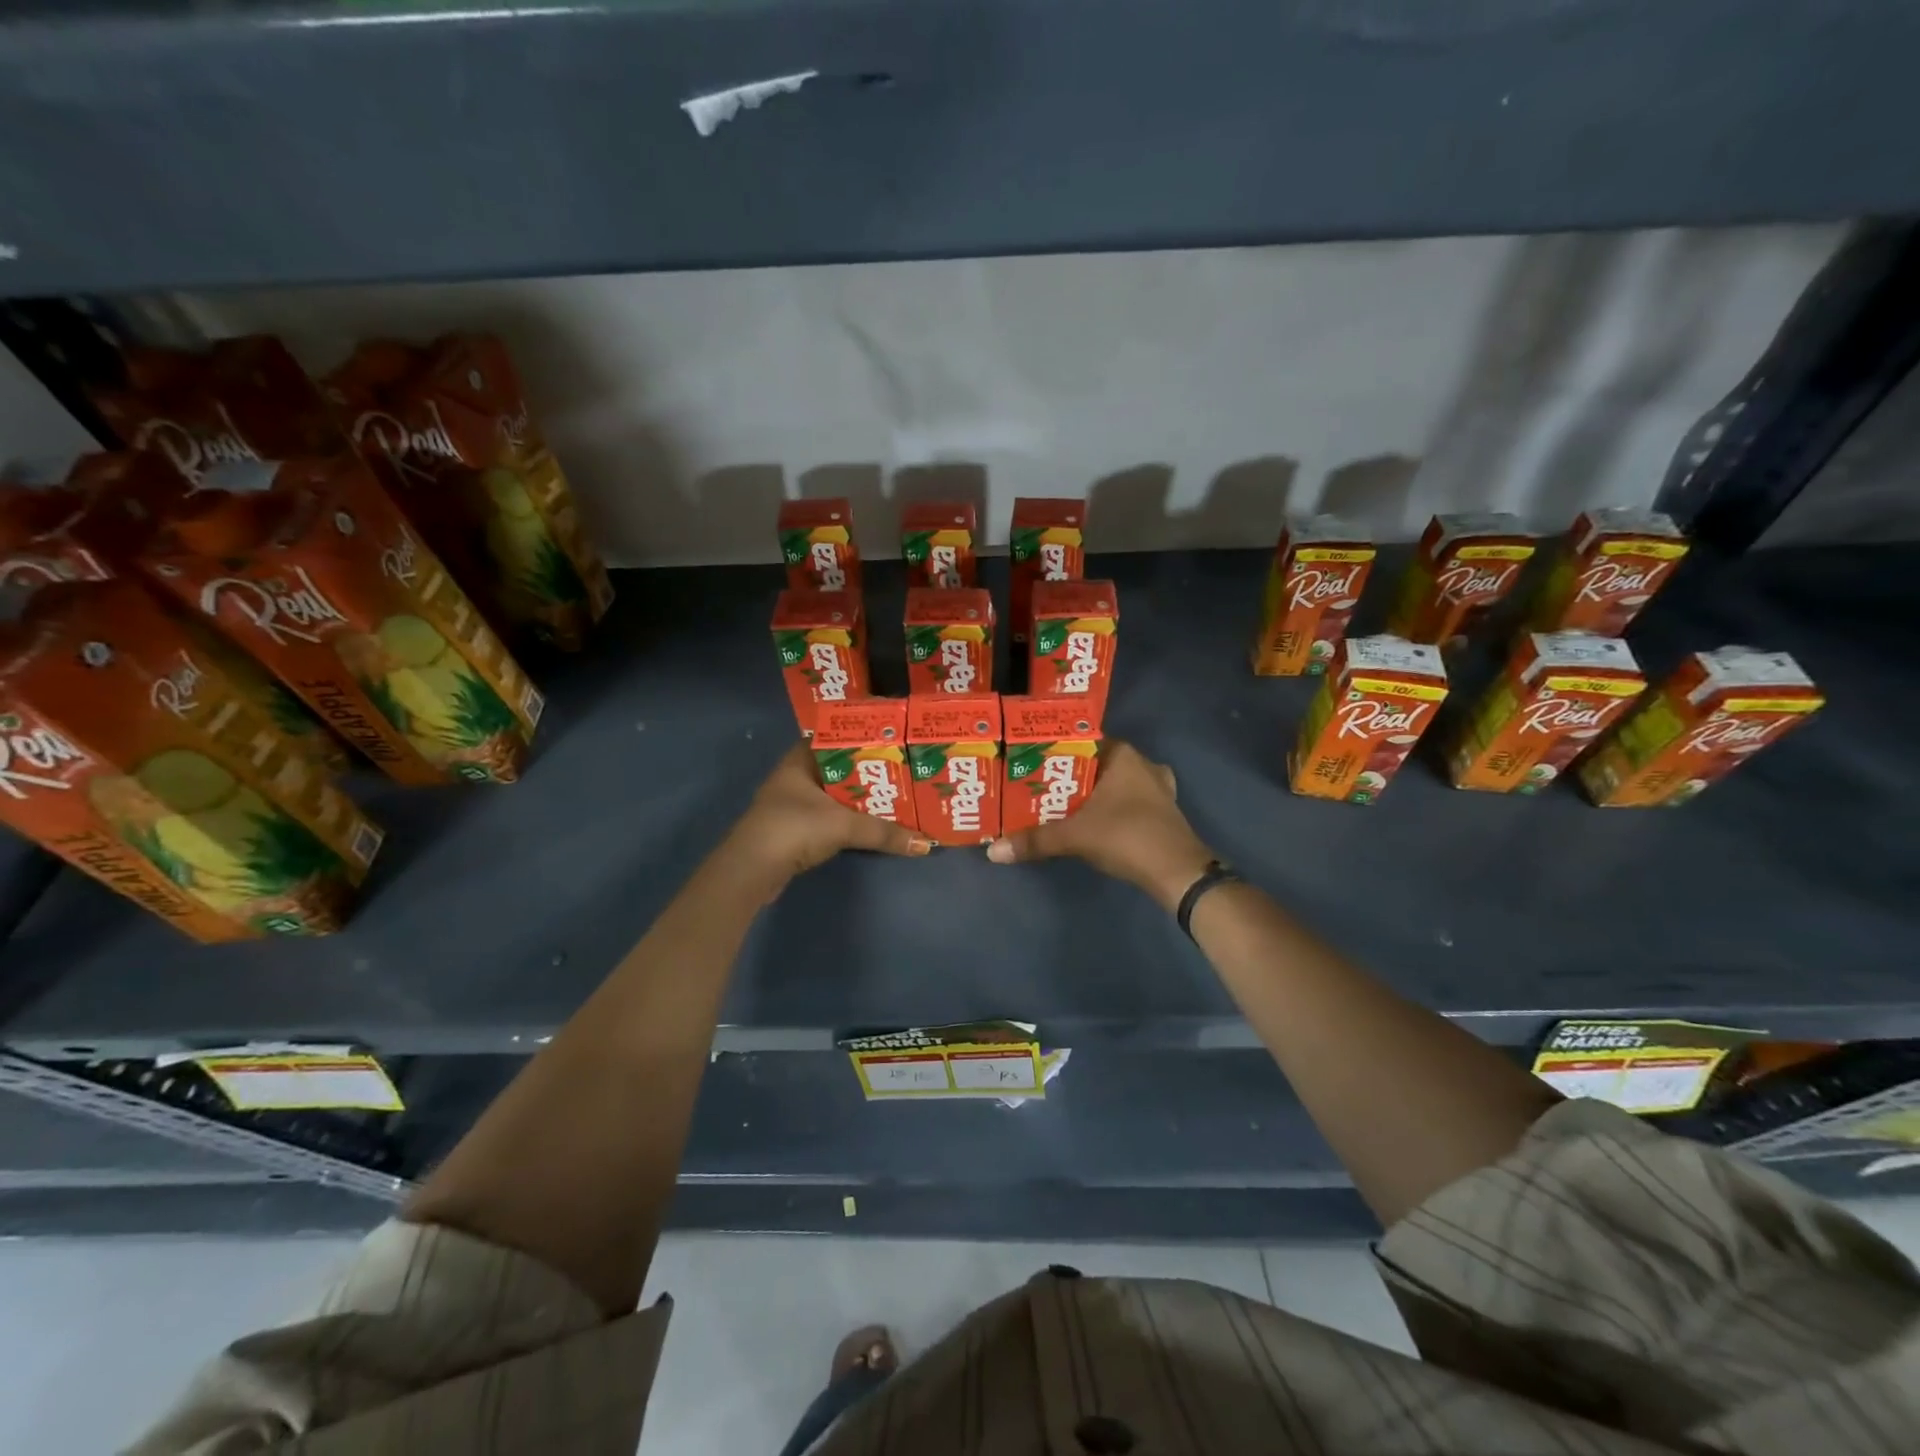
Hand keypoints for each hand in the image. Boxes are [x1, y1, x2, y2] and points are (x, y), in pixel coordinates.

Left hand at [730, 743, 931, 887]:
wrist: (752, 870)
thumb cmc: (794, 829)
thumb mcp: (843, 825)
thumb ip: (884, 832)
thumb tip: (926, 844)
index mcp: (799, 761)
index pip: (832, 738)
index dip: (859, 738)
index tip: (888, 741)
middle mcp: (793, 778)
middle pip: (836, 768)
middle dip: (865, 771)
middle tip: (899, 770)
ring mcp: (790, 805)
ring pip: (832, 795)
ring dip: (856, 798)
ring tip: (892, 796)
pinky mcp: (792, 831)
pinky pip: (827, 817)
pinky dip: (846, 819)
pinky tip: (868, 823)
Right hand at [987, 740, 1214, 911]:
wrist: (1179, 873)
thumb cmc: (1126, 837)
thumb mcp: (1074, 836)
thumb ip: (1034, 840)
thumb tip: (992, 852)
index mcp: (1122, 755)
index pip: (1080, 742)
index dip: (1053, 753)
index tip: (1028, 765)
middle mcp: (1142, 763)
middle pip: (1095, 764)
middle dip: (1069, 777)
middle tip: (1037, 789)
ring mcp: (1158, 787)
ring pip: (1114, 783)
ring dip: (1092, 794)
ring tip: (1060, 806)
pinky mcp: (1164, 811)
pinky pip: (1129, 801)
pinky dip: (1111, 808)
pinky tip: (1094, 822)